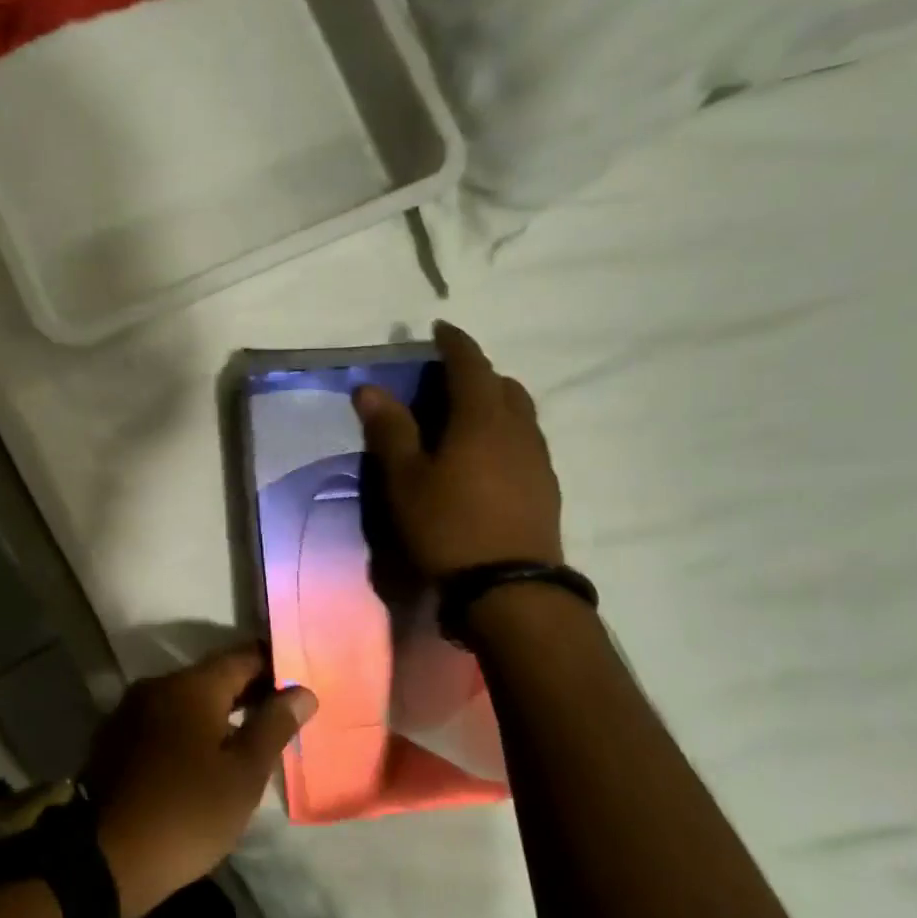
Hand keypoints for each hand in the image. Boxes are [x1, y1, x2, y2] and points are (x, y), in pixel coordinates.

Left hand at [83, 645, 316, 917]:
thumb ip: (274, 726)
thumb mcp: (243, 774)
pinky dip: (191, 728)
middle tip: (283, 715)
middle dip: (249, 691)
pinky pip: (165, 720)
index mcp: (192, 685)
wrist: (103, 859)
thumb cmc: (186, 812)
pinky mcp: (117, 738)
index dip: (275, 666)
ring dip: (219, 712)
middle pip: (214, 676)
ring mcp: (132, 710)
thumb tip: (302, 691)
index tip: (300, 683)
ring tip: (250, 738)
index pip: (244, 656)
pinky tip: (205, 756)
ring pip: (188, 699)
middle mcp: (159, 685)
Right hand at [353, 320, 563, 577]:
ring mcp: (538, 459)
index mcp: (482, 418)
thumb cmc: (449, 527)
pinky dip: (506, 434)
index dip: (454, 342)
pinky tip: (487, 460)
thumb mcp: (406, 479)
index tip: (439, 329)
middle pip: (503, 385)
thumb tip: (369, 388)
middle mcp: (518, 429)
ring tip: (466, 420)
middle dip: (477, 374)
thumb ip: (390, 430)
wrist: (511, 588)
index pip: (470, 364)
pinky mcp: (547, 488)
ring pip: (520, 414)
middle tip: (447, 383)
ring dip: (495, 404)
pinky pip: (527, 442)